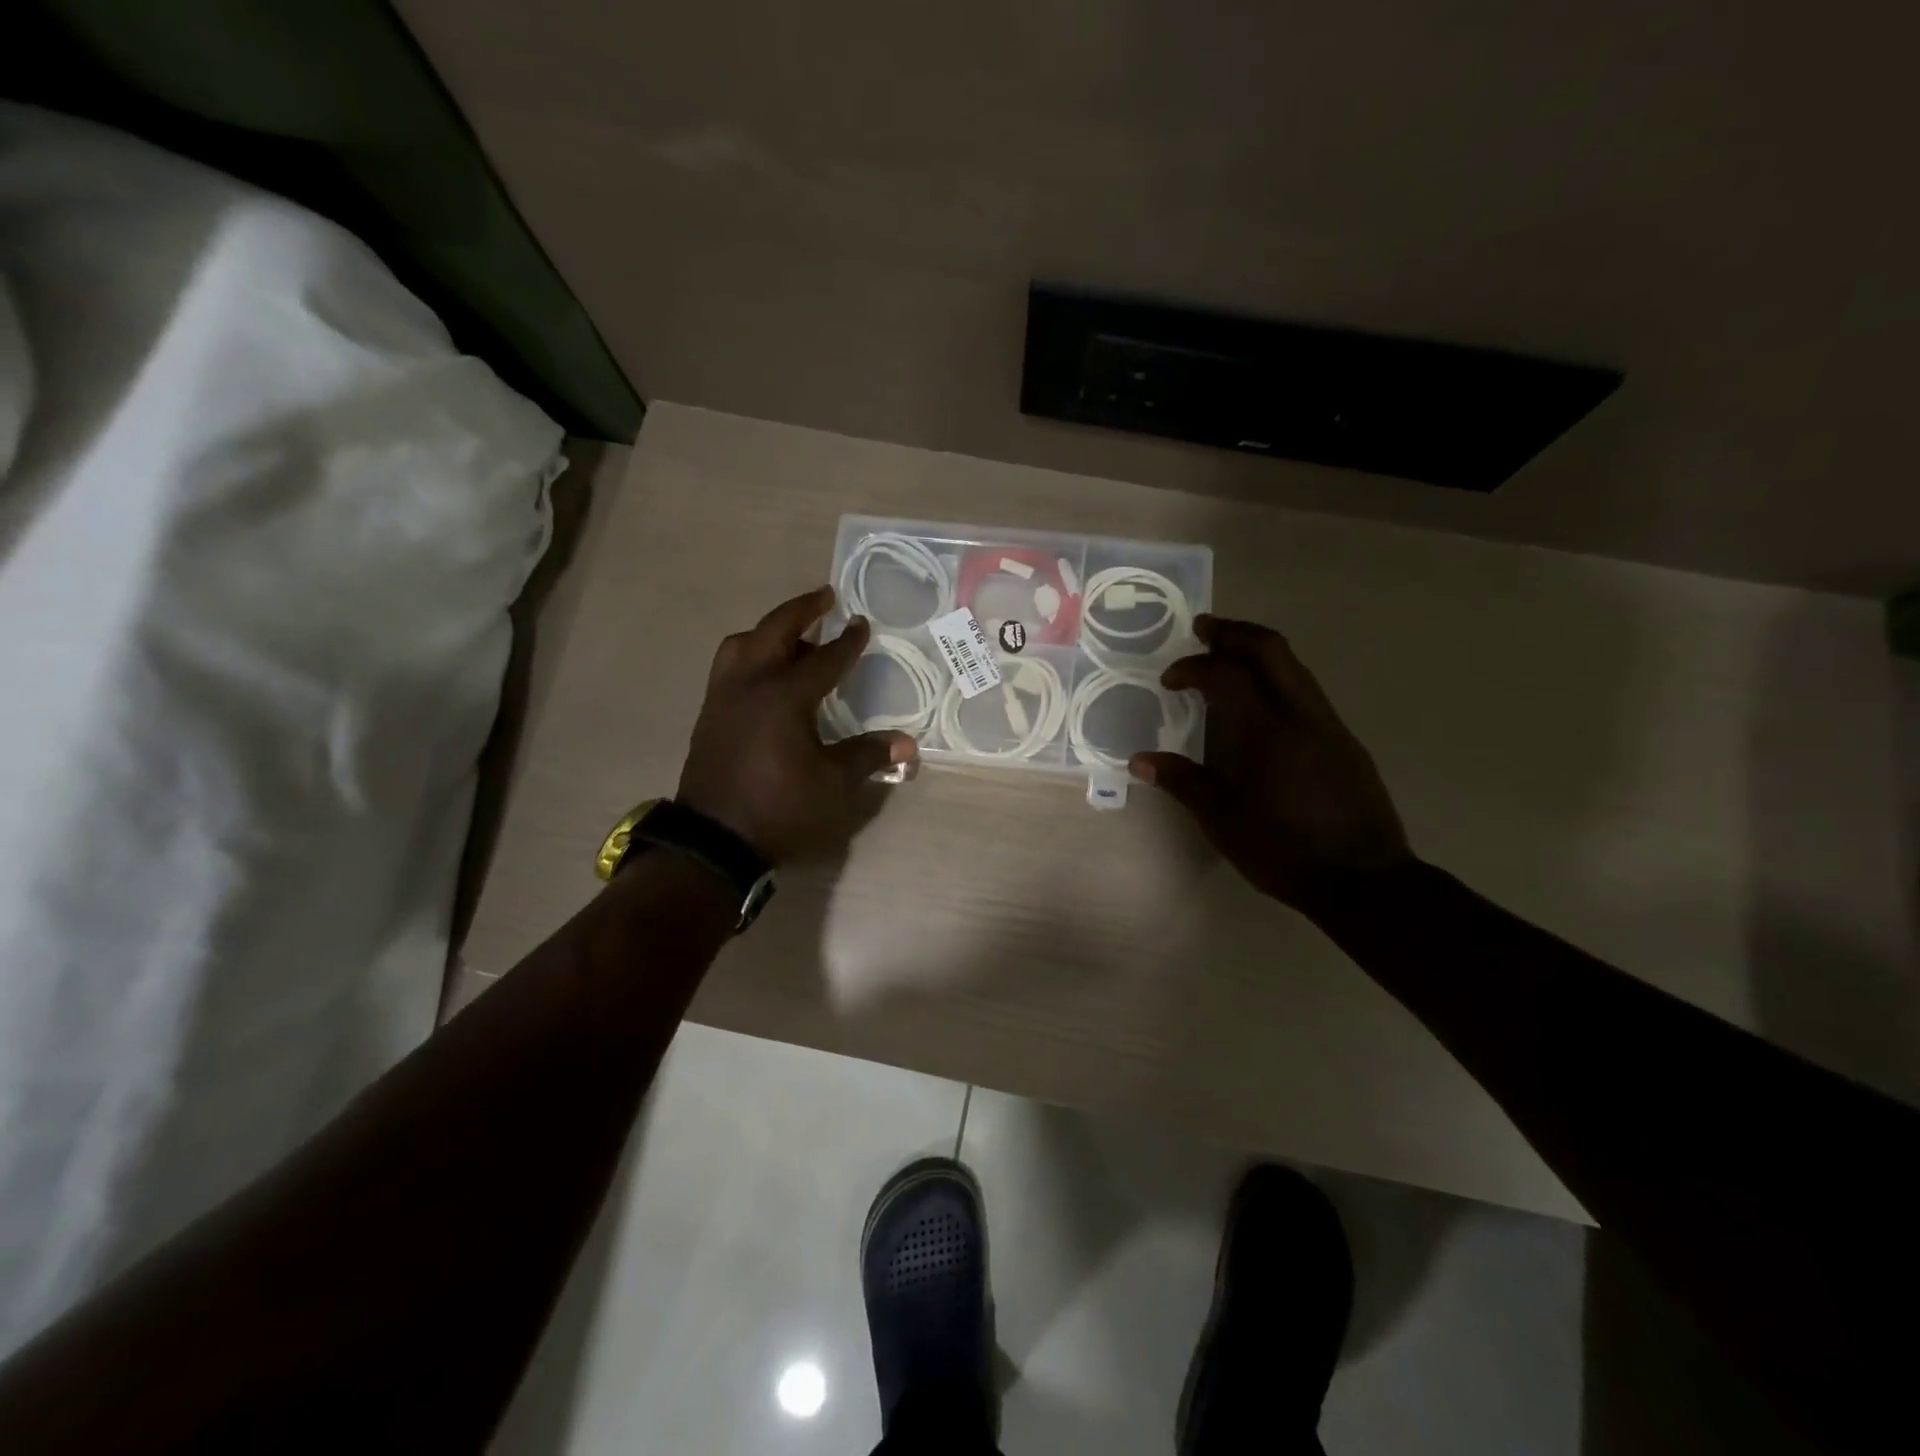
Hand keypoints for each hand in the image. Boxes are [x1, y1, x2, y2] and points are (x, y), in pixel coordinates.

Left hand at [677, 586, 917, 864]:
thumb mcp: (833, 785)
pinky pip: (729, 667)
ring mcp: (723, 698)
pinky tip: (765, 673)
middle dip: (801, 611)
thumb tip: (908, 744)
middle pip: (774, 632)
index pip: (823, 659)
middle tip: (824, 596)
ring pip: (742, 645)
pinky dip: (750, 655)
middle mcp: (749, 685)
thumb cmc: (780, 809)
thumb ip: (867, 756)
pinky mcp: (709, 715)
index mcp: (784, 697)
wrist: (715, 841)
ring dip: (768, 631)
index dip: (846, 642)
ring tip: (791, 634)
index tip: (861, 623)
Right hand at [1130, 616, 1411, 915]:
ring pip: (1295, 668)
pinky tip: (1261, 705)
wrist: (1365, 882)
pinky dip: (1278, 680)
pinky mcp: (1346, 743)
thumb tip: (1139, 760)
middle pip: (1272, 650)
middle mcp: (1304, 716)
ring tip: (1228, 658)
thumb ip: (1182, 782)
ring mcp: (1331, 726)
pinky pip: (1307, 693)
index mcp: (1269, 733)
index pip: (1228, 676)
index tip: (1170, 679)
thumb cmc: (1284, 851)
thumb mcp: (1223, 820)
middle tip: (1203, 628)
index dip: (1194, 667)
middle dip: (1234, 633)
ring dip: (1259, 654)